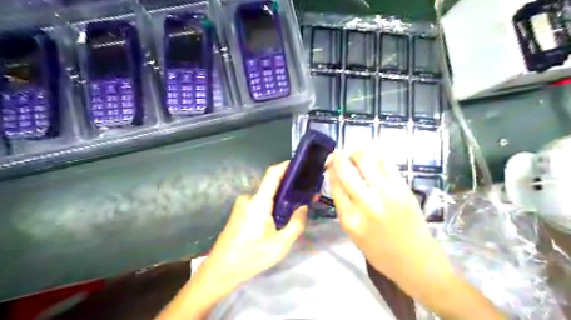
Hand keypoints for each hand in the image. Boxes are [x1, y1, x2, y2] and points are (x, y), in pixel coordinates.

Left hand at [195, 162, 308, 297]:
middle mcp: (248, 199)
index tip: (300, 164)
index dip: (285, 166)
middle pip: (271, 187)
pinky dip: (269, 208)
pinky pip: (258, 204)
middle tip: (303, 200)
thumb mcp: (280, 245)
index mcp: (258, 202)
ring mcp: (241, 205)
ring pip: (266, 198)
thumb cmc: (250, 257)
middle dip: (287, 190)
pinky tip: (275, 223)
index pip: (272, 174)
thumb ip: (296, 224)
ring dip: (279, 203)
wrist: (220, 271)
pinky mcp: (239, 213)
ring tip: (290, 216)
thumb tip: (303, 207)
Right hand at [325, 152, 455, 294]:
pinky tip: (373, 161)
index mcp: (349, 218)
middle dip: (338, 157)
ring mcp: (386, 193)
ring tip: (356, 157)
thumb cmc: (379, 251)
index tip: (329, 164)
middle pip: (345, 168)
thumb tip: (338, 179)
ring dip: (356, 153)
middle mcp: (366, 203)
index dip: (330, 169)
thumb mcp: (352, 232)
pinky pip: (385, 162)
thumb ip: (343, 205)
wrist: (415, 260)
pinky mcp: (402, 188)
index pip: (335, 183)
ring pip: (365, 159)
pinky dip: (375, 157)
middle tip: (338, 155)